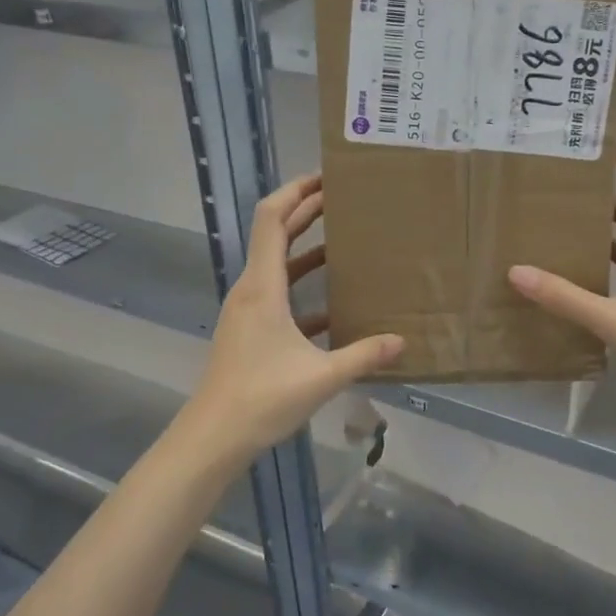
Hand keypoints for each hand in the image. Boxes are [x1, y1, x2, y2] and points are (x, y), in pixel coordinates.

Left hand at [186, 172, 403, 461]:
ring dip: (306, 247)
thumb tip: (402, 342)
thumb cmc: (261, 398)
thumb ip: (363, 356)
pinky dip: (303, 286)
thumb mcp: (320, 377)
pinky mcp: (250, 331)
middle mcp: (251, 290)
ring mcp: (247, 311)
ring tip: (343, 239)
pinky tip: (334, 302)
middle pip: (275, 235)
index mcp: (262, 287)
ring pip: (277, 265)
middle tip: (343, 199)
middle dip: (305, 212)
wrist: (213, 436)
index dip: (295, 192)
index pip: (272, 219)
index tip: (325, 178)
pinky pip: (279, 294)